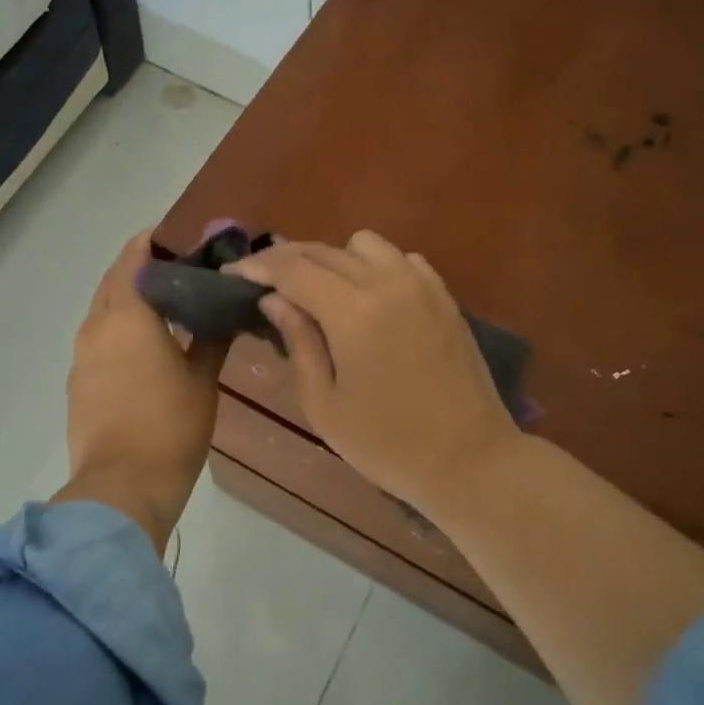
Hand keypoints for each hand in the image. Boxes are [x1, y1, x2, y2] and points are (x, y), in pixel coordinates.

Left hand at [56, 231, 227, 550]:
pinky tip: (146, 347)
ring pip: (103, 312)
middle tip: (177, 271)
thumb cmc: (171, 426)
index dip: (151, 243)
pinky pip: (98, 340)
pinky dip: (118, 330)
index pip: (133, 259)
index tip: (176, 237)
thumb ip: (212, 338)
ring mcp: (82, 357)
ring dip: (128, 301)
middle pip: (113, 282)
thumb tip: (224, 312)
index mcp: (128, 316)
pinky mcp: (78, 383)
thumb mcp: (202, 379)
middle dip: (139, 269)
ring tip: (166, 307)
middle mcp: (97, 327)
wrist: (122, 486)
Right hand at [228, 231, 519, 513]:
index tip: (232, 275)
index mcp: (353, 312)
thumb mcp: (325, 405)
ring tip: (320, 292)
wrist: (471, 460)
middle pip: (324, 251)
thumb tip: (275, 300)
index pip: (292, 269)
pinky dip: (376, 267)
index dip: (257, 267)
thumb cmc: (388, 445)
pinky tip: (370, 298)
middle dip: (287, 260)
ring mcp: (422, 285)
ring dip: (333, 259)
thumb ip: (299, 343)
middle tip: (263, 282)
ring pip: (365, 244)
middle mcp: (388, 283)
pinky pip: (402, 260)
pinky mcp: (445, 297)